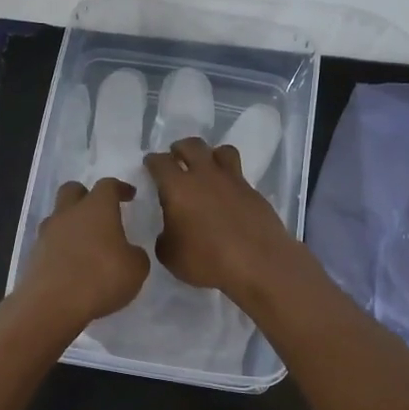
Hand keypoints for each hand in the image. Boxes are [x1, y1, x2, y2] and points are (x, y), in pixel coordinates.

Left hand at [17, 178, 150, 328]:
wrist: (51, 304)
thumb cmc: (100, 278)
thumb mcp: (136, 269)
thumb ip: (135, 254)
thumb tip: (129, 252)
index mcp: (96, 208)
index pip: (108, 186)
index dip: (120, 188)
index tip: (129, 195)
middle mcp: (69, 213)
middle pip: (72, 190)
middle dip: (86, 195)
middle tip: (100, 211)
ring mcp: (47, 233)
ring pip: (58, 217)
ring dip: (71, 224)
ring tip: (85, 243)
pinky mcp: (33, 255)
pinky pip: (49, 243)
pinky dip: (61, 248)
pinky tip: (71, 265)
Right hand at [143, 138, 302, 301]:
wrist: (258, 264)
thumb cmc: (207, 260)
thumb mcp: (169, 255)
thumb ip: (165, 236)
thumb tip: (170, 229)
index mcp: (178, 187)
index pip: (160, 162)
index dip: (152, 162)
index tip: (150, 165)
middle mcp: (205, 175)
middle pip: (192, 146)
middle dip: (180, 148)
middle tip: (176, 158)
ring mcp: (233, 180)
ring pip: (221, 151)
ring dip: (210, 155)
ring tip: (206, 168)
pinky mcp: (253, 191)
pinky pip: (238, 174)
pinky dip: (229, 178)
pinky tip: (227, 195)